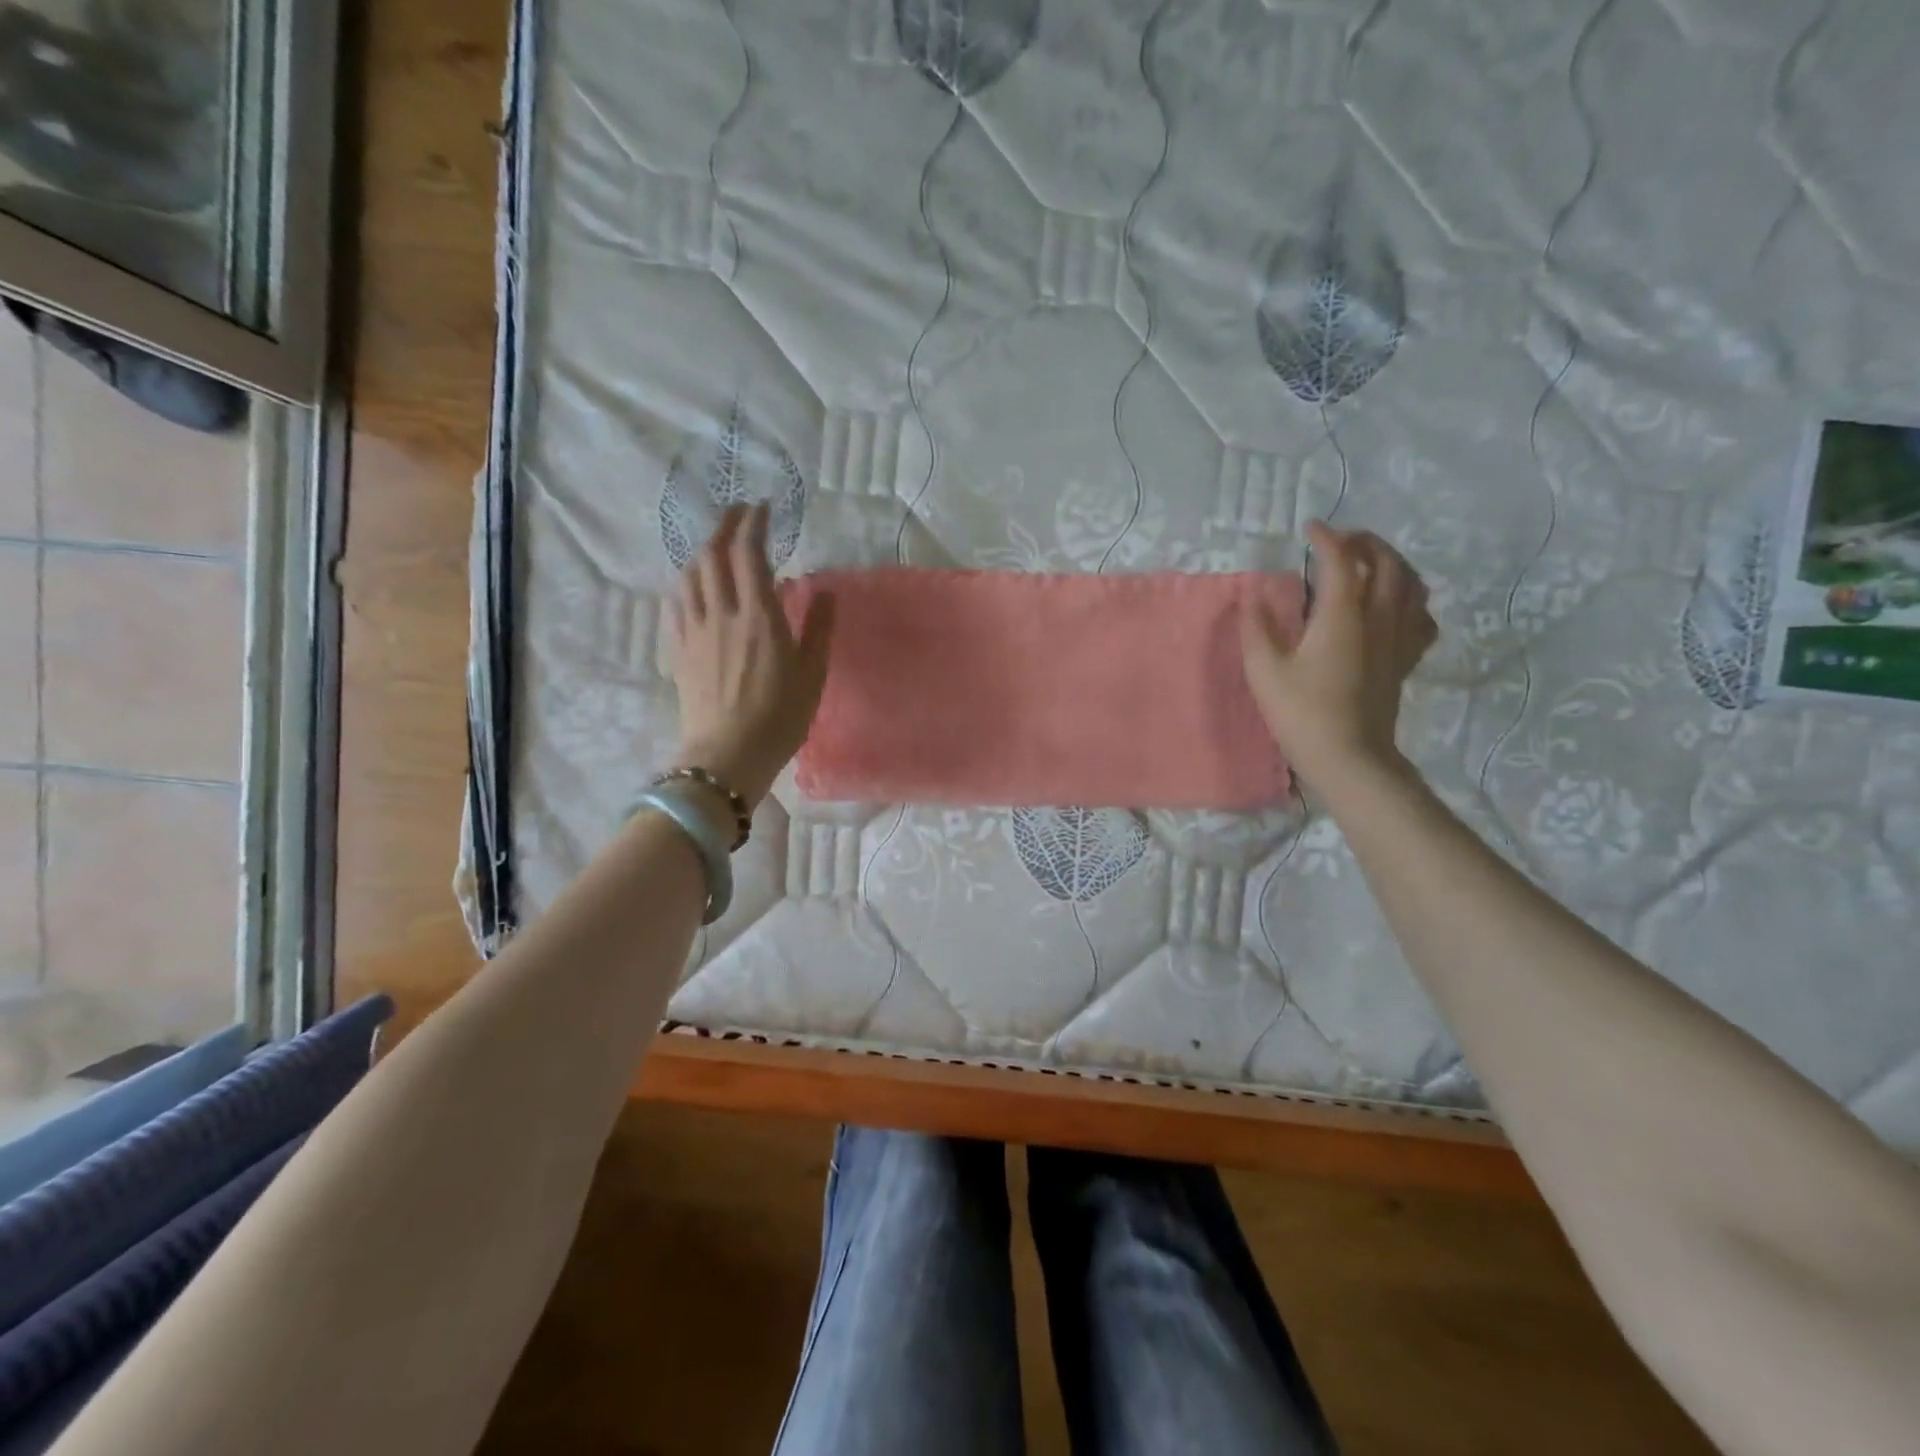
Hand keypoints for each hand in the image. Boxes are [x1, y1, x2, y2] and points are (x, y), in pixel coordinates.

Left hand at [672, 502, 834, 807]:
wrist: (727, 756)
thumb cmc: (779, 718)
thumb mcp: (812, 675)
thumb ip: (817, 629)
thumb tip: (823, 592)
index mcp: (759, 617)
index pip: (749, 554)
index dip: (753, 524)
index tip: (762, 508)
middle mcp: (723, 613)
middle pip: (713, 555)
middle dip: (725, 526)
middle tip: (738, 514)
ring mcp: (696, 630)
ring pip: (691, 575)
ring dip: (703, 550)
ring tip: (717, 545)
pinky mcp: (680, 650)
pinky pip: (678, 603)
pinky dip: (686, 582)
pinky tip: (693, 584)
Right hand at [1240, 521, 1436, 792]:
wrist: (1349, 757)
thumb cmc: (1301, 713)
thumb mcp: (1264, 671)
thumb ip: (1256, 629)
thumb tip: (1253, 599)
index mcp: (1343, 615)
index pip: (1341, 561)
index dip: (1326, 538)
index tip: (1310, 527)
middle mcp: (1378, 618)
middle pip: (1388, 563)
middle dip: (1366, 542)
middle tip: (1342, 541)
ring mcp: (1398, 639)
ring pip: (1412, 585)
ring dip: (1394, 564)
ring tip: (1373, 564)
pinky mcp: (1405, 660)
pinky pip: (1422, 618)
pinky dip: (1412, 601)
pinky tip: (1397, 607)